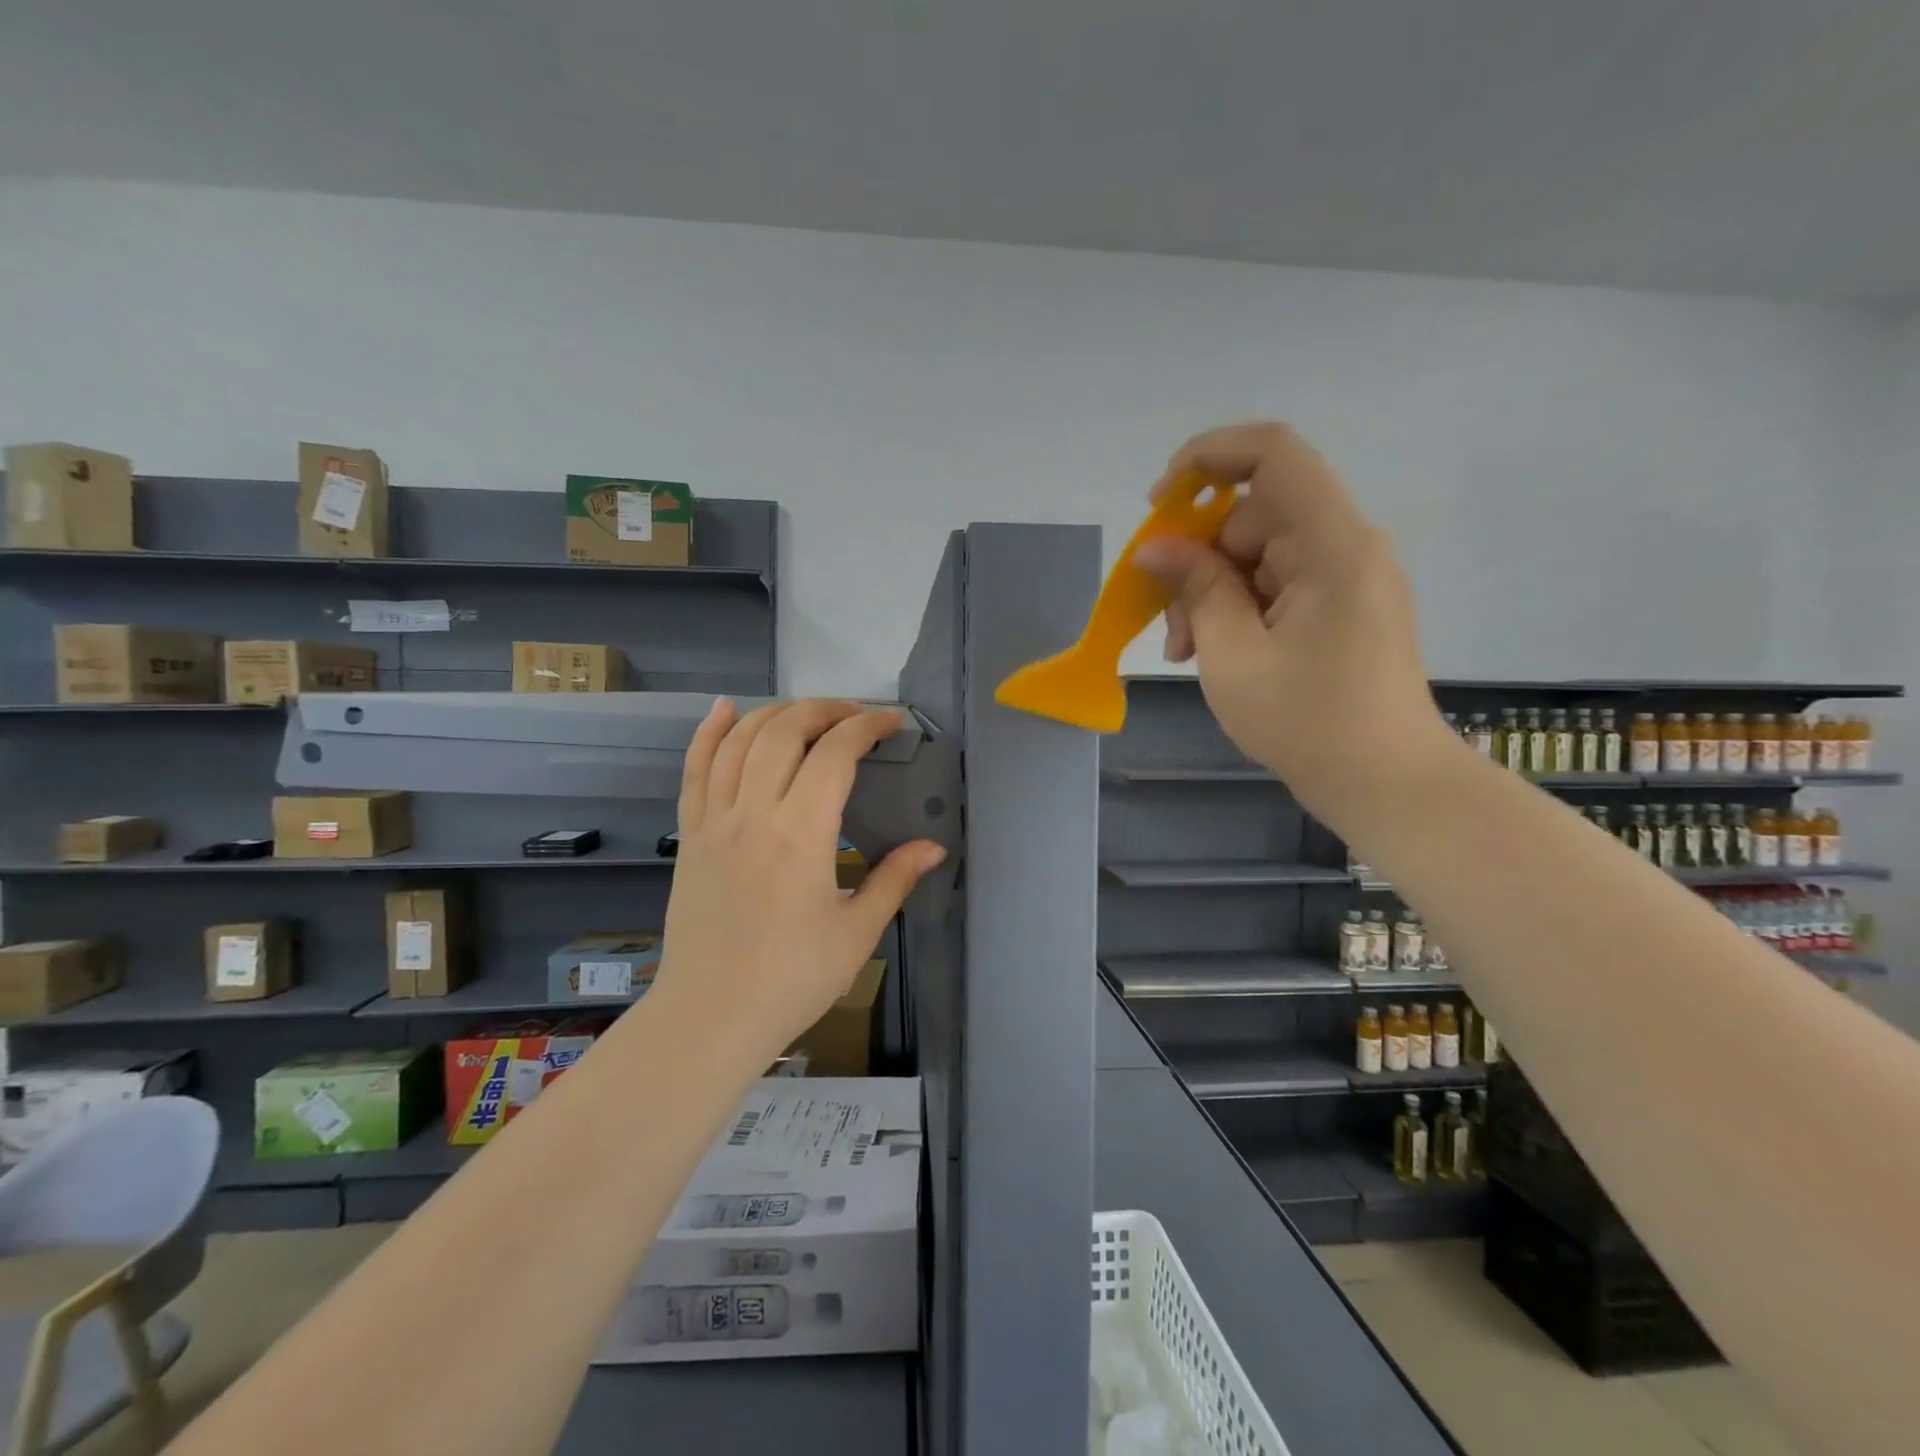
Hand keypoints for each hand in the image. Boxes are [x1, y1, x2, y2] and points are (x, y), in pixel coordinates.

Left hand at [648, 698, 946, 1071]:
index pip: (835, 754)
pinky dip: (709, 733)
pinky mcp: (690, 835)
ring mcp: (715, 821)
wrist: (711, 1016)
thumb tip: (934, 846)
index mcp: (802, 833)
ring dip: (775, 713)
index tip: (891, 723)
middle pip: (785, 732)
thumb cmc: (792, 978)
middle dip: (824, 710)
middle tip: (854, 716)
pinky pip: (694, 770)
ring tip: (806, 712)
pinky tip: (724, 709)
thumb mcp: (857, 932)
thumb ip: (895, 879)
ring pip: (740, 741)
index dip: (865, 727)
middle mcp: (755, 813)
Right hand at [1136, 422, 1453, 819]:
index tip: (1160, 503)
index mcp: (1333, 545)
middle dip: (1199, 559)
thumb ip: (1196, 588)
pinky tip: (1213, 653)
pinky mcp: (1339, 608)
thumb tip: (1156, 548)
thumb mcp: (1232, 655)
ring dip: (1212, 593)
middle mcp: (1345, 547)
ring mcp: (1344, 579)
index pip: (1274, 454)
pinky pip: (1275, 585)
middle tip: (1169, 624)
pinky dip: (1237, 610)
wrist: (1387, 784)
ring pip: (1257, 555)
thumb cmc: (1308, 721)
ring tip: (1184, 651)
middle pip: (1255, 514)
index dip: (1209, 457)